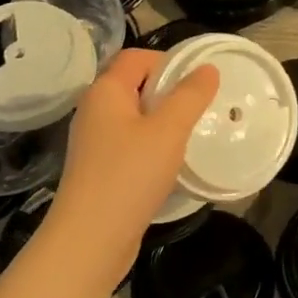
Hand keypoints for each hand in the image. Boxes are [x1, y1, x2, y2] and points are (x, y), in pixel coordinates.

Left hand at [48, 48, 219, 281]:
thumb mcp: (169, 130)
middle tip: (201, 108)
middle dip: (169, 92)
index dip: (168, 61)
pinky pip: (131, 145)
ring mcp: (94, 142)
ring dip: (163, 122)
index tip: (199, 81)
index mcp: (105, 92)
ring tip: (192, 136)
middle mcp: (94, 111)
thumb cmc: (129, 175)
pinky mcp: (99, 170)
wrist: (90, 240)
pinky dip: (152, 147)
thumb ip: (190, 95)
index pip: (136, 57)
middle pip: (135, 85)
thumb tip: (207, 69)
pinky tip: (172, 165)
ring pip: (135, 118)